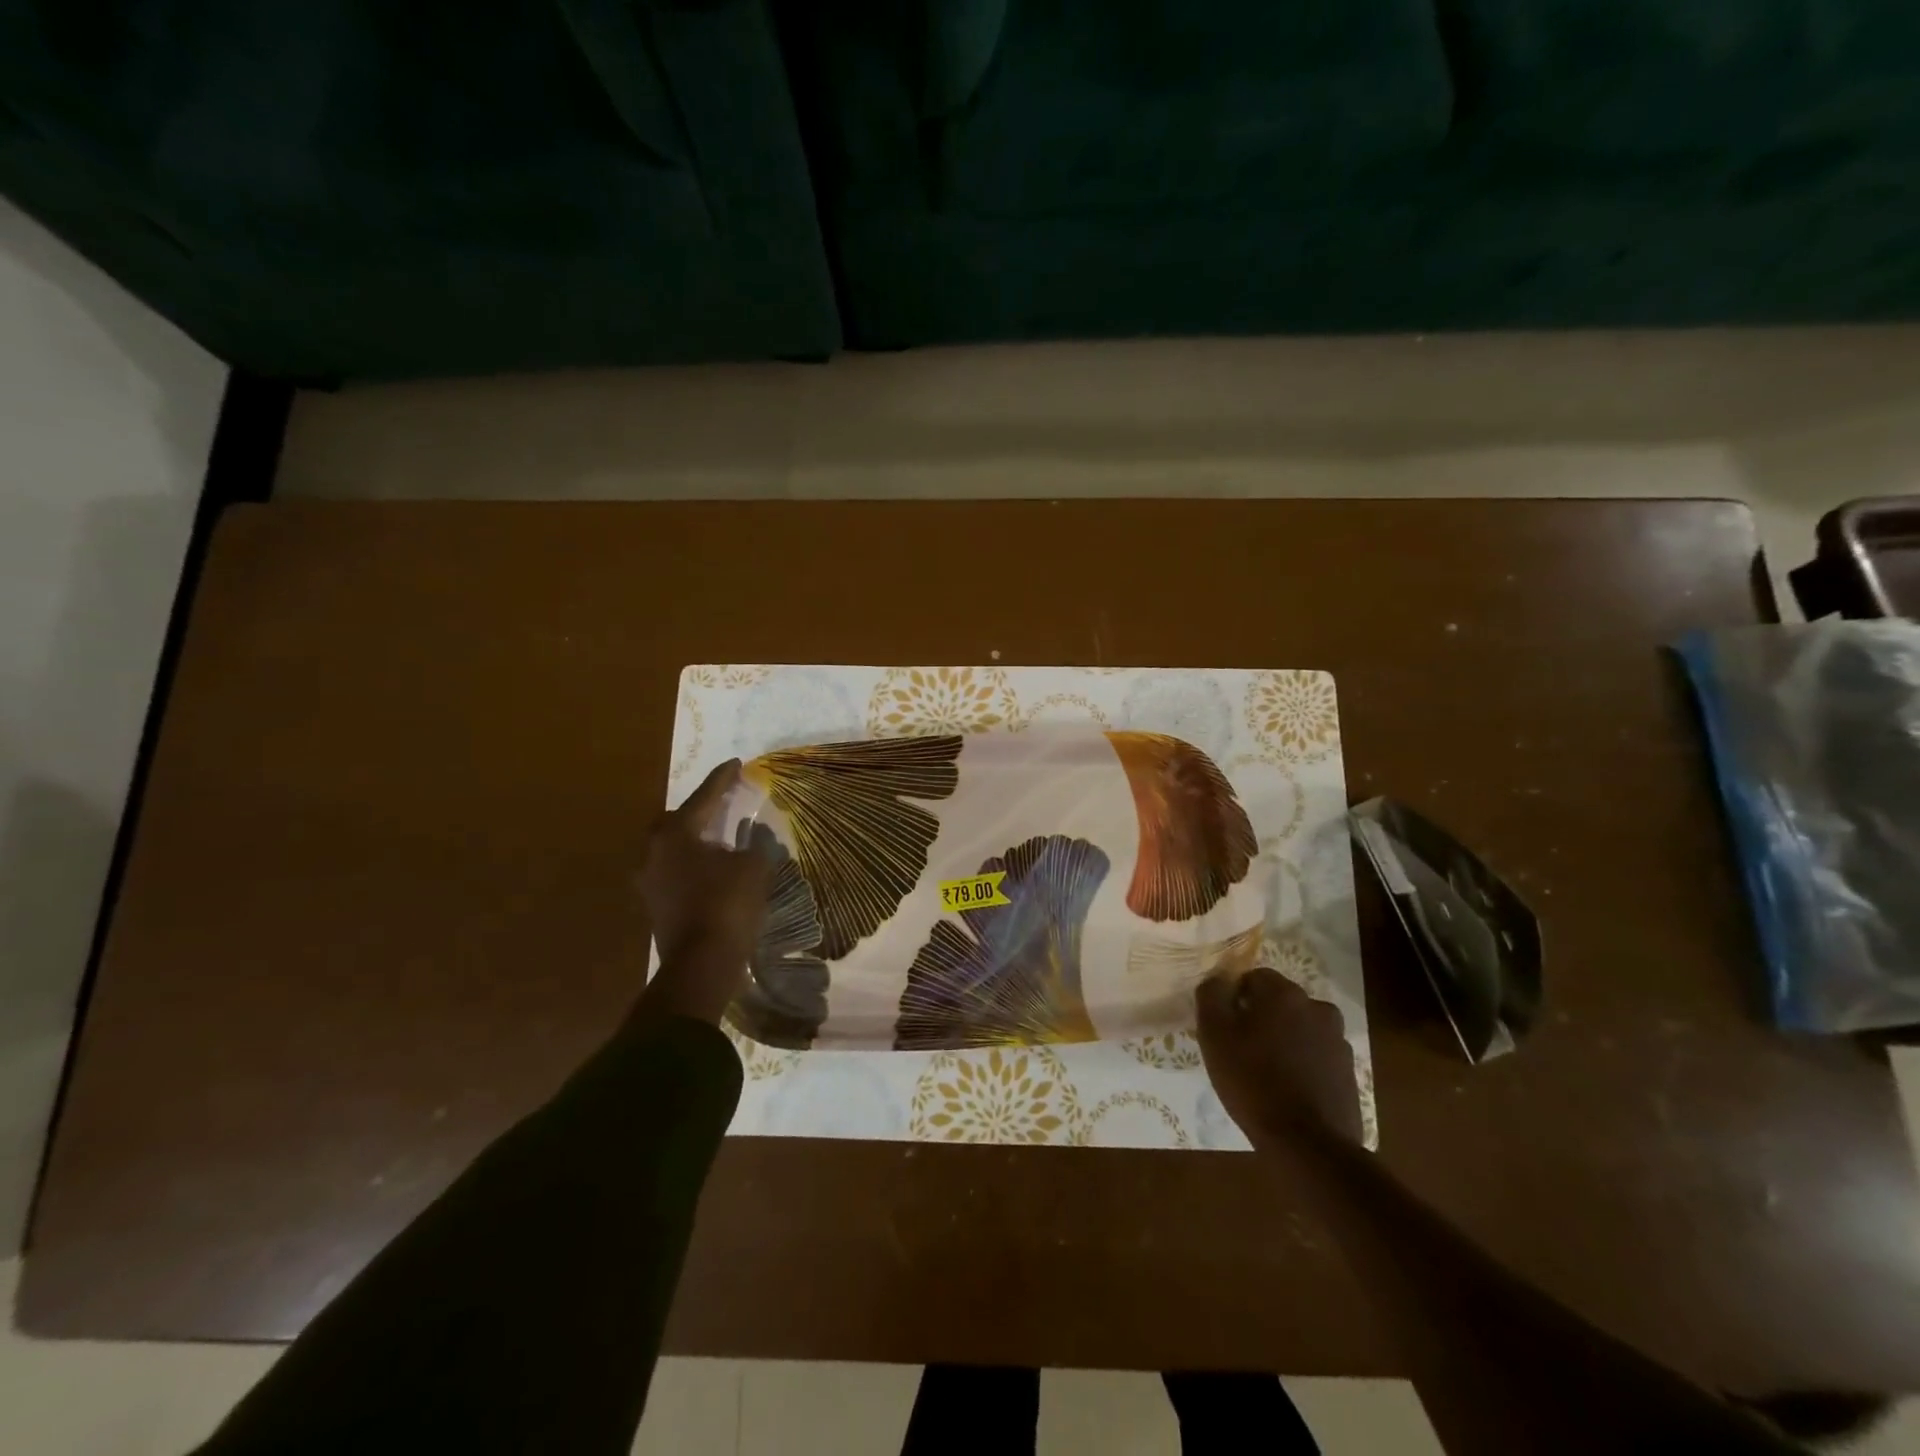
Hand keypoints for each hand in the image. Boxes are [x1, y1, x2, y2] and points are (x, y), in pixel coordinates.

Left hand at [635, 760, 768, 1025]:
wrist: (702, 964)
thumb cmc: (727, 904)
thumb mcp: (753, 867)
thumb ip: (753, 846)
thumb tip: (750, 843)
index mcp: (675, 834)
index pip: (703, 798)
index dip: (723, 779)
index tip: (736, 763)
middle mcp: (653, 853)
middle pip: (677, 821)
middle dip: (699, 811)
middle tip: (723, 804)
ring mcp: (649, 882)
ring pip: (674, 850)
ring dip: (696, 842)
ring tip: (721, 839)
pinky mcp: (655, 906)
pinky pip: (676, 873)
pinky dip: (695, 867)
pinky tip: (714, 870)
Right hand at [1196, 967, 1362, 1147]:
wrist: (1308, 1144)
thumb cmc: (1252, 1081)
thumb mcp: (1214, 1034)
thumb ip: (1212, 995)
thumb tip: (1218, 979)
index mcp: (1284, 993)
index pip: (1253, 977)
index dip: (1235, 999)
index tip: (1225, 1026)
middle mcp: (1316, 1006)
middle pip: (1279, 1001)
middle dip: (1261, 1017)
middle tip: (1241, 1049)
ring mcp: (1337, 1039)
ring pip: (1299, 1027)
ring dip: (1284, 1039)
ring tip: (1266, 1071)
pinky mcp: (1348, 1070)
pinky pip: (1316, 1054)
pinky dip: (1302, 1062)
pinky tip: (1289, 1088)